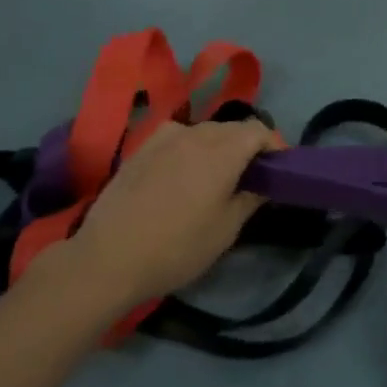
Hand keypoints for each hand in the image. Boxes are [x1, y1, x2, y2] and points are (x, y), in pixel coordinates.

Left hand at [37, 119, 279, 314]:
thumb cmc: (177, 247)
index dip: (274, 145)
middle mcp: (194, 134)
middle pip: (232, 128)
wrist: (108, 259)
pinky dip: (190, 148)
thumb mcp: (226, 229)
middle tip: (251, 177)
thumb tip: (263, 183)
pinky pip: (177, 137)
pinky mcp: (140, 148)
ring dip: (219, 146)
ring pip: (203, 131)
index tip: (278, 169)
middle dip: (247, 146)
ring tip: (217, 176)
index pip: (258, 130)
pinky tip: (182, 173)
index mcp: (222, 150)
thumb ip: (251, 198)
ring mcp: (163, 138)